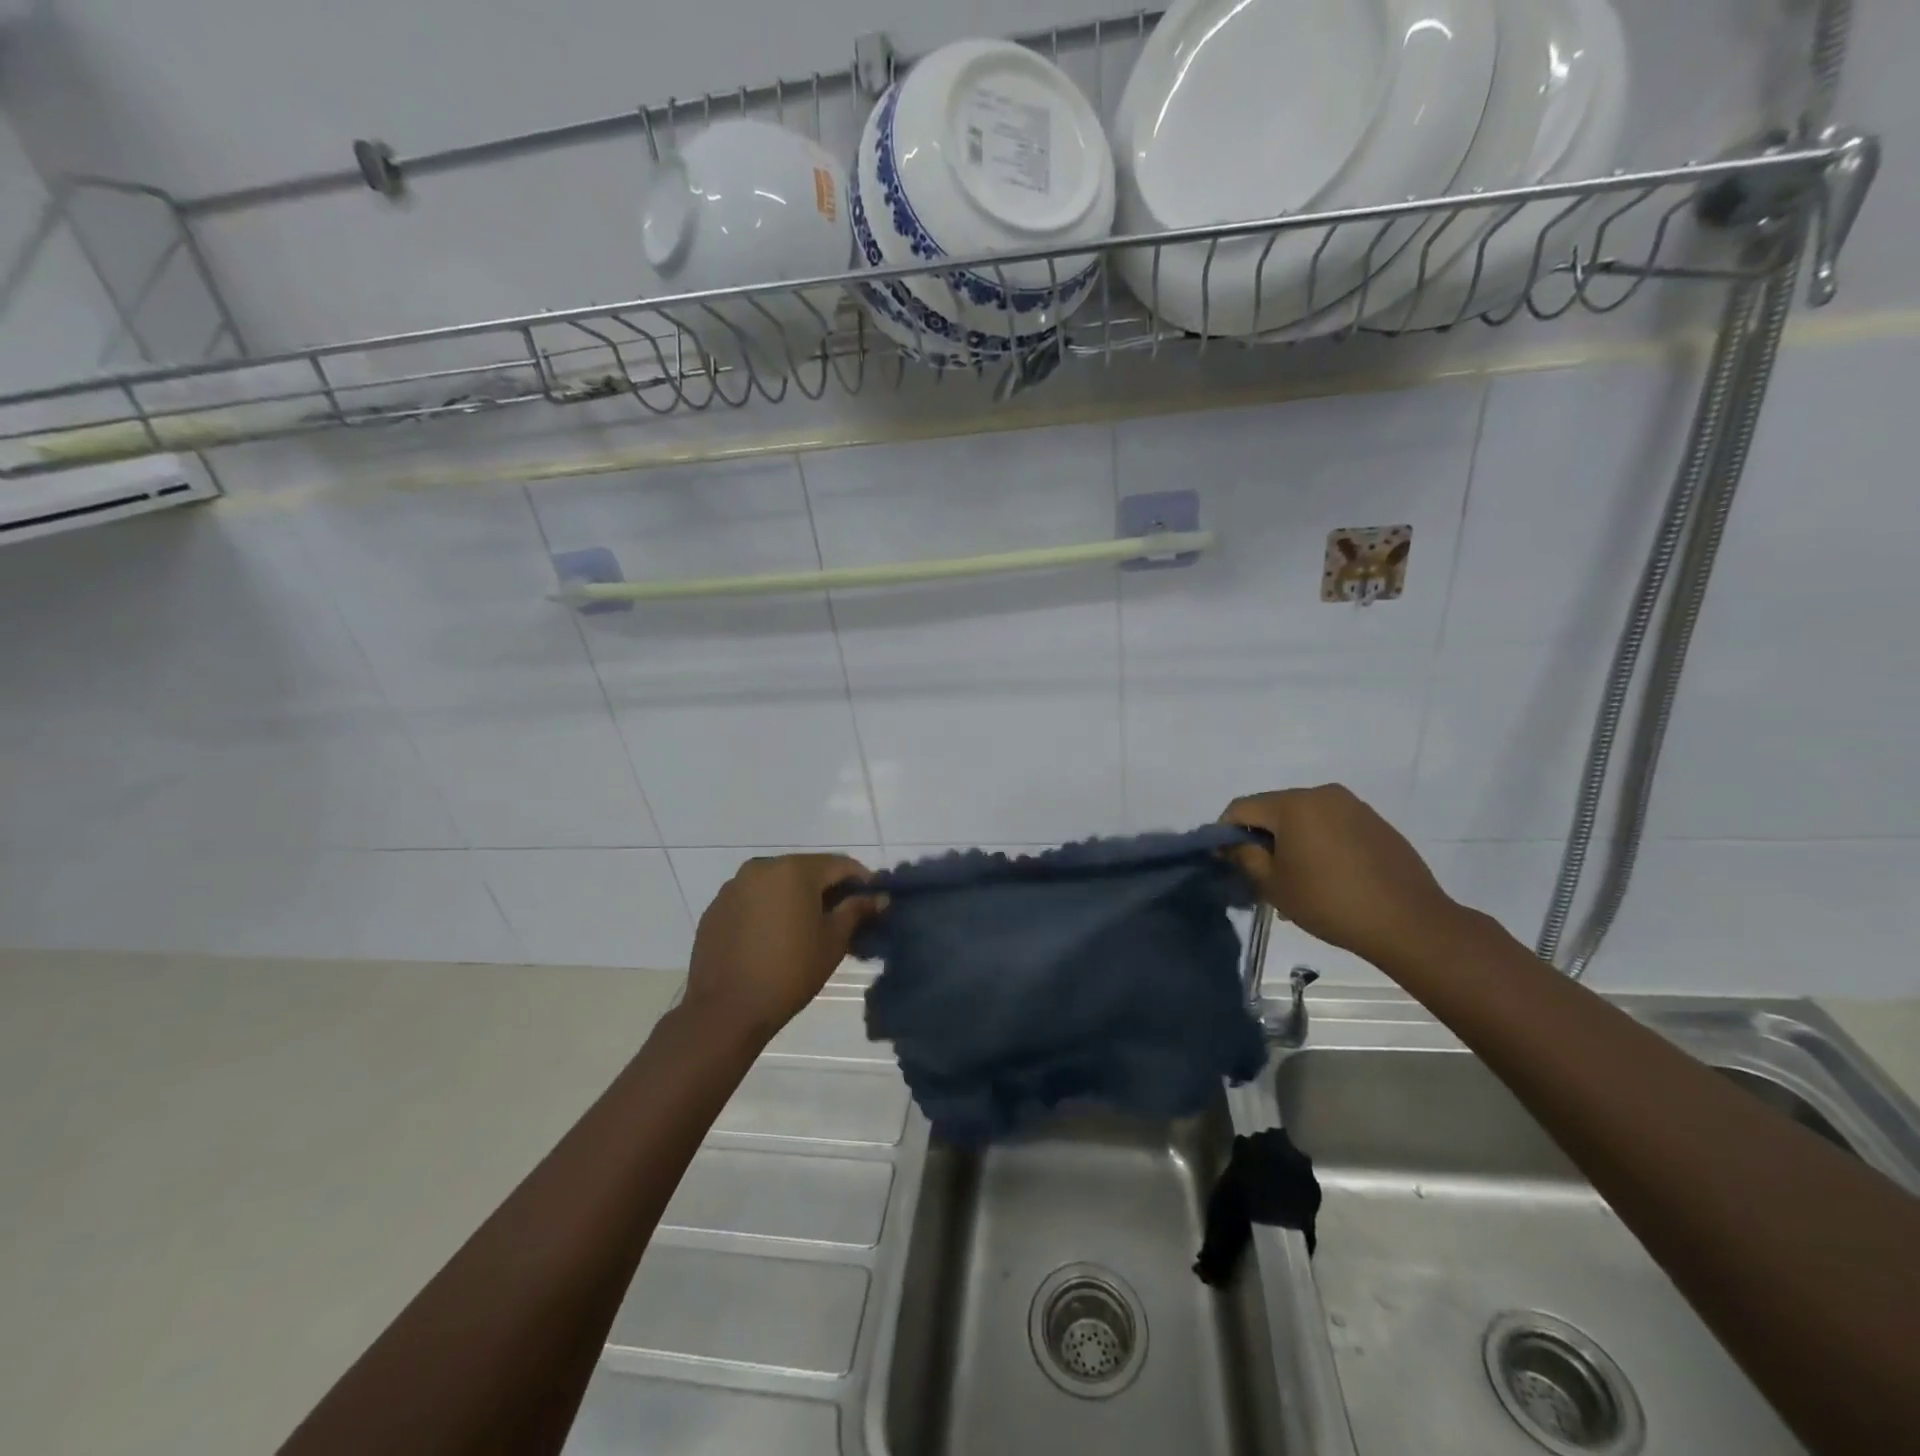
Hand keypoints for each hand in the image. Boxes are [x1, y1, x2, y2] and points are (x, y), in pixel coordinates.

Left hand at [683, 854, 876, 1041]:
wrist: (726, 1010)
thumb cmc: (790, 971)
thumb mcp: (833, 940)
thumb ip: (857, 911)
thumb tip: (879, 897)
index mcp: (794, 869)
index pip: (840, 864)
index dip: (862, 880)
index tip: (873, 901)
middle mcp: (761, 867)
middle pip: (807, 870)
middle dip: (829, 889)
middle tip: (845, 916)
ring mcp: (734, 887)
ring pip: (778, 883)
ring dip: (798, 897)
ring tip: (809, 928)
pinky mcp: (717, 908)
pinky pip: (753, 899)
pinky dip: (771, 909)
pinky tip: (776, 937)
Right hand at [1221, 785, 1463, 965]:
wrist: (1409, 922)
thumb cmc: (1329, 902)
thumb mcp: (1274, 884)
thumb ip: (1244, 857)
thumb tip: (1230, 844)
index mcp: (1293, 804)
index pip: (1241, 807)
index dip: (1225, 832)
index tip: (1225, 860)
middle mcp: (1322, 794)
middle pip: (1274, 809)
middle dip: (1260, 837)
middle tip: (1259, 873)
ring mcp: (1353, 806)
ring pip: (1304, 817)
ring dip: (1290, 840)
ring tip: (1294, 879)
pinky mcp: (1375, 823)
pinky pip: (1331, 825)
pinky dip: (1318, 843)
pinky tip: (1325, 876)